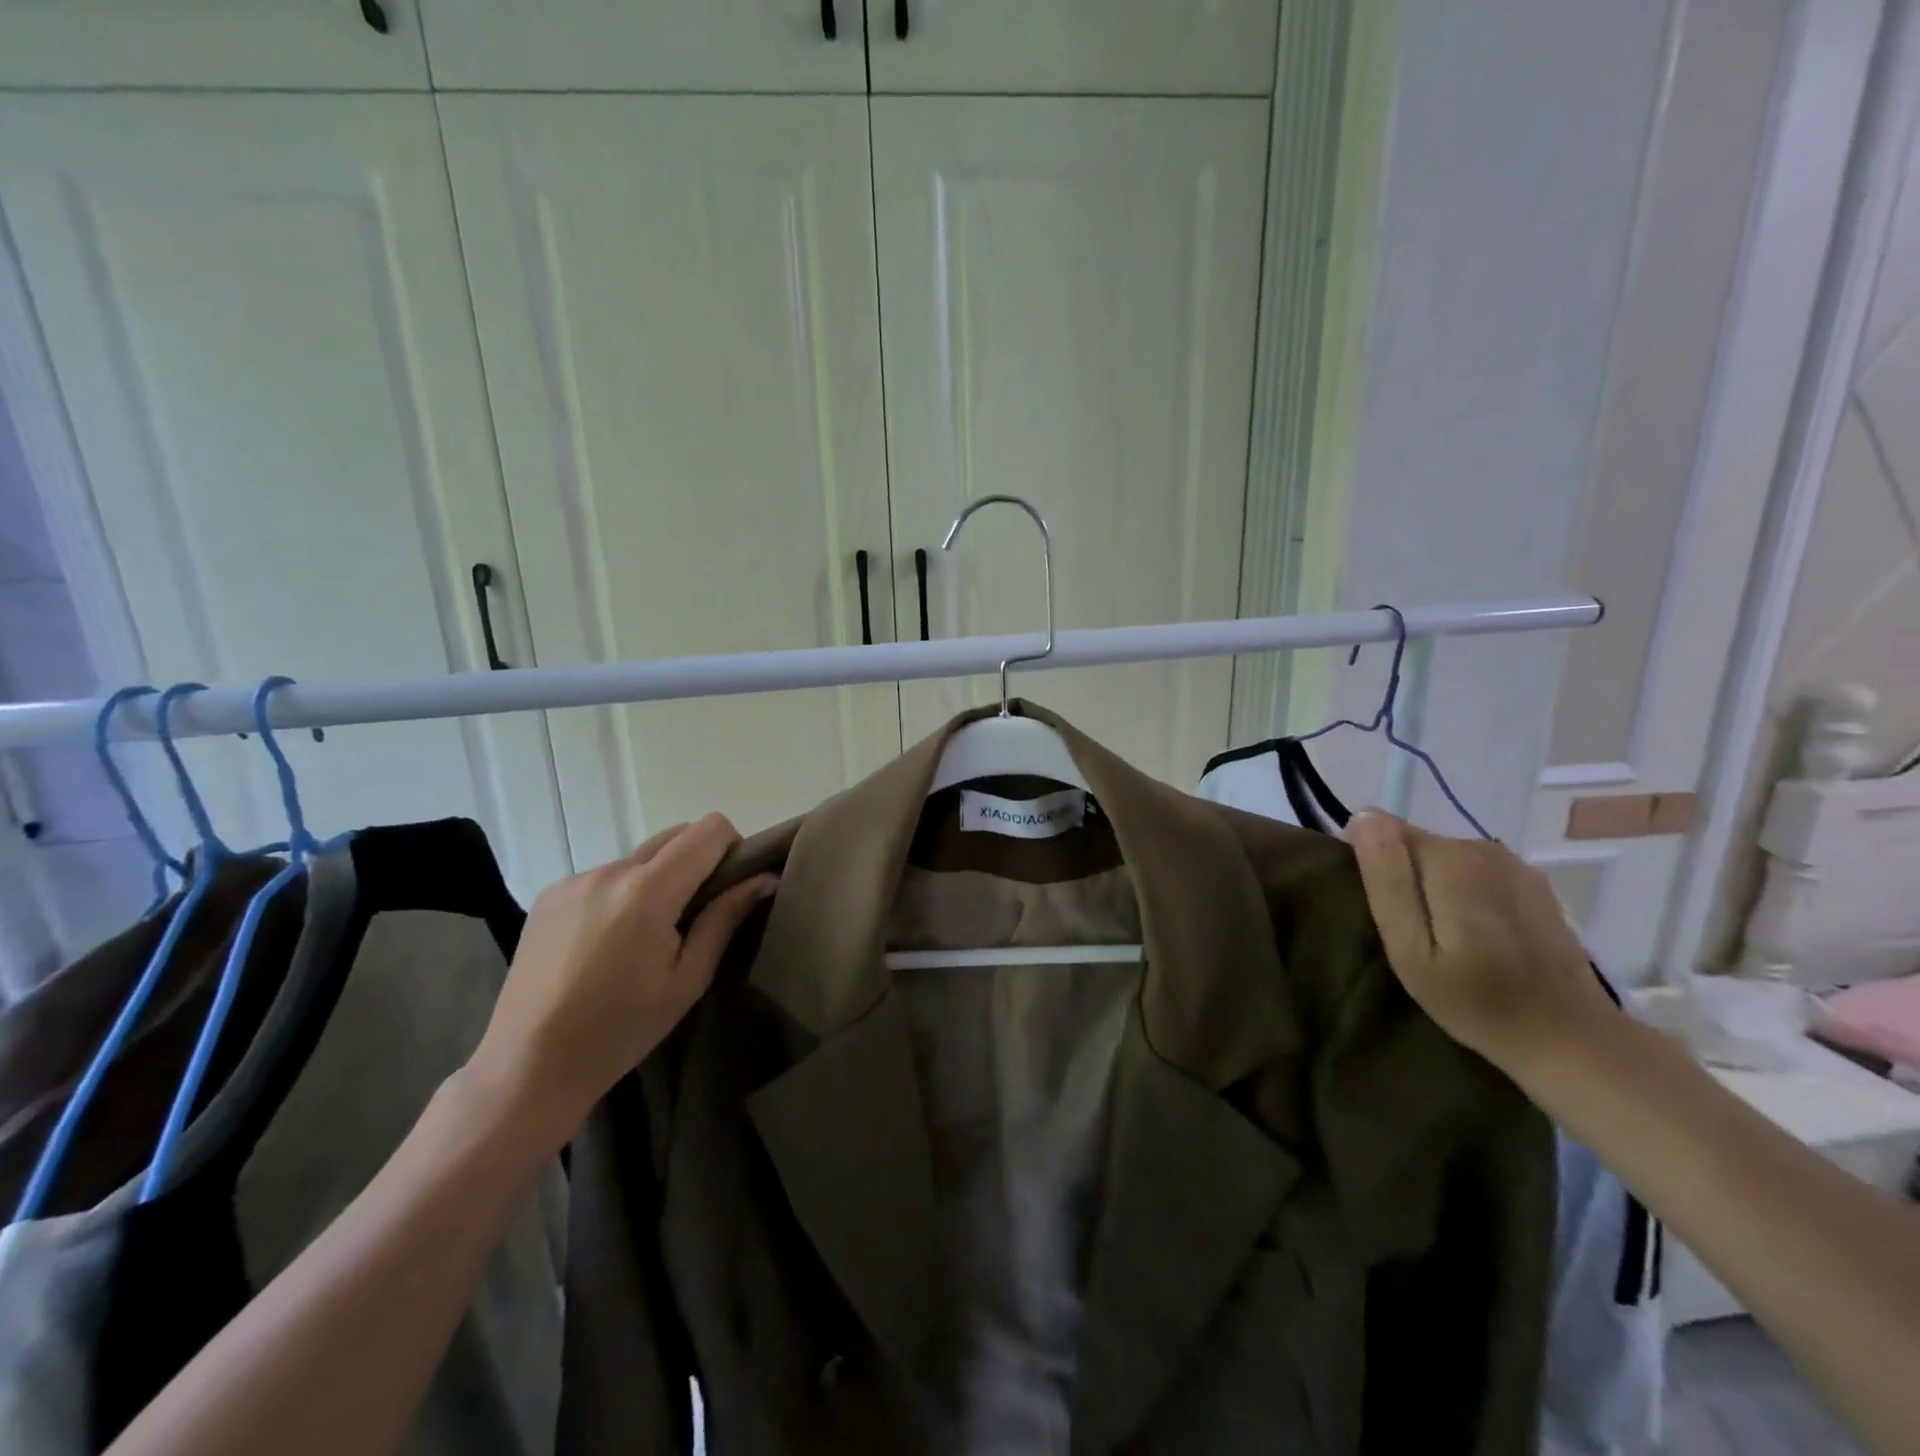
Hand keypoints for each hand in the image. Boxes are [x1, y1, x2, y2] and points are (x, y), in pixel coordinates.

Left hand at [464, 814, 773, 1145]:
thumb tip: (764, 878)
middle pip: (674, 836)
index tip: (732, 885)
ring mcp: (574, 880)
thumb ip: (725, 918)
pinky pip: (605, 876)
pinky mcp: (549, 895)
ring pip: (639, 858)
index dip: (732, 847)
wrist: (528, 1066)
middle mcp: (610, 871)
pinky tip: (607, 941)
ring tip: (645, 936)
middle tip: (696, 913)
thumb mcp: (688, 979)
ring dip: (657, 879)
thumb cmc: (621, 1029)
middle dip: (697, 861)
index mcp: (648, 891)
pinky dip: (622, 893)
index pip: (708, 830)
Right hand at [1345, 810, 1619, 1076]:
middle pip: (1413, 843)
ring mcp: (1513, 863)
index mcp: (1449, 858)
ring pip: (1442, 857)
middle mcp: (1482, 847)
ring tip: (1437, 935)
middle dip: (1400, 876)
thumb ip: (1387, 879)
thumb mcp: (1410, 949)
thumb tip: (1363, 817)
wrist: (1569, 1037)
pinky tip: (1472, 933)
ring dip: (1430, 885)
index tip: (1376, 909)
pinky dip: (1461, 892)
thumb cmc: (1476, 1000)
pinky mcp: (1531, 882)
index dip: (1369, 864)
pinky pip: (1472, 871)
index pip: (1381, 829)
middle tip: (1407, 932)